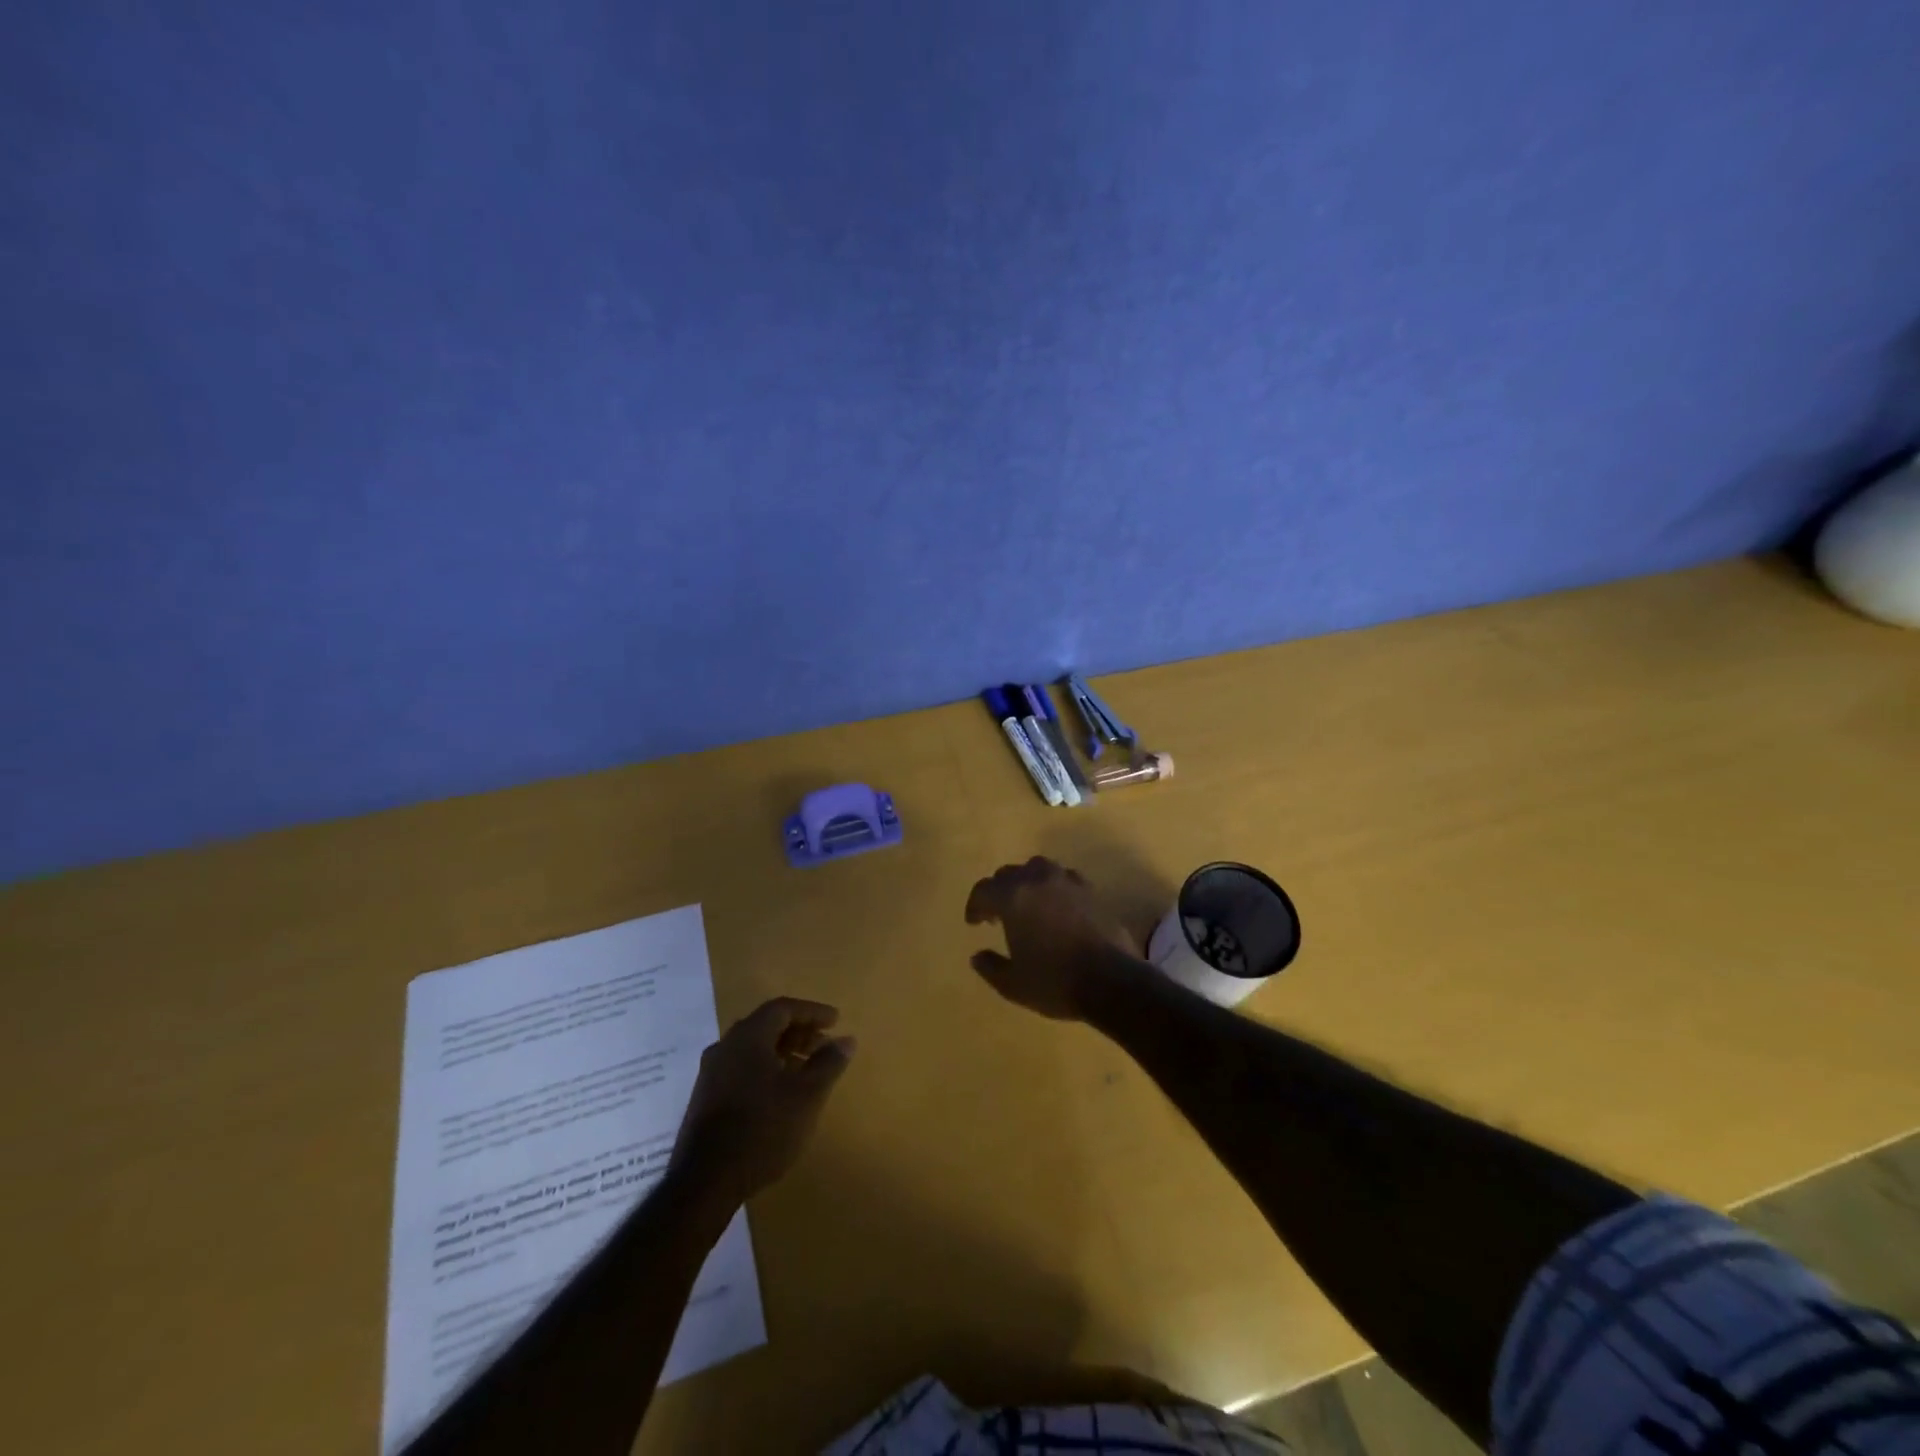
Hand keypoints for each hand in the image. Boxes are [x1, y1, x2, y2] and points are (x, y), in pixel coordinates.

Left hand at [669, 998, 855, 1205]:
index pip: (782, 1008)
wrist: (705, 1182)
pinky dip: (765, 1068)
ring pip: (752, 1048)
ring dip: (782, 1051)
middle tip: (824, 1045)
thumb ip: (828, 1063)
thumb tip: (846, 1039)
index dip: (812, 1012)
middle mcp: (725, 1047)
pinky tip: (779, 1093)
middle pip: (765, 1025)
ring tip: (806, 1070)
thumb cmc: (763, 1129)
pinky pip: (740, 1068)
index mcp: (747, 1037)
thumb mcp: (806, 1096)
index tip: (836, 1021)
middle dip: (798, 1032)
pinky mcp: (705, 1098)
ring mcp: (711, 1073)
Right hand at [964, 856, 1144, 1019]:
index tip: (975, 923)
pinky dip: (1053, 888)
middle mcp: (1038, 880)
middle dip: (999, 891)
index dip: (975, 906)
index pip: (984, 890)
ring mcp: (1068, 881)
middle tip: (998, 915)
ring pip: (1038, 868)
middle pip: (1010, 874)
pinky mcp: (1091, 890)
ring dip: (1027, 882)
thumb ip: (991, 967)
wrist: (1112, 981)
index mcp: (1014, 897)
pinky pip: (1064, 878)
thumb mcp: (1013, 984)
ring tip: (1028, 905)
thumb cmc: (1055, 982)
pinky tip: (1057, 908)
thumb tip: (977, 956)